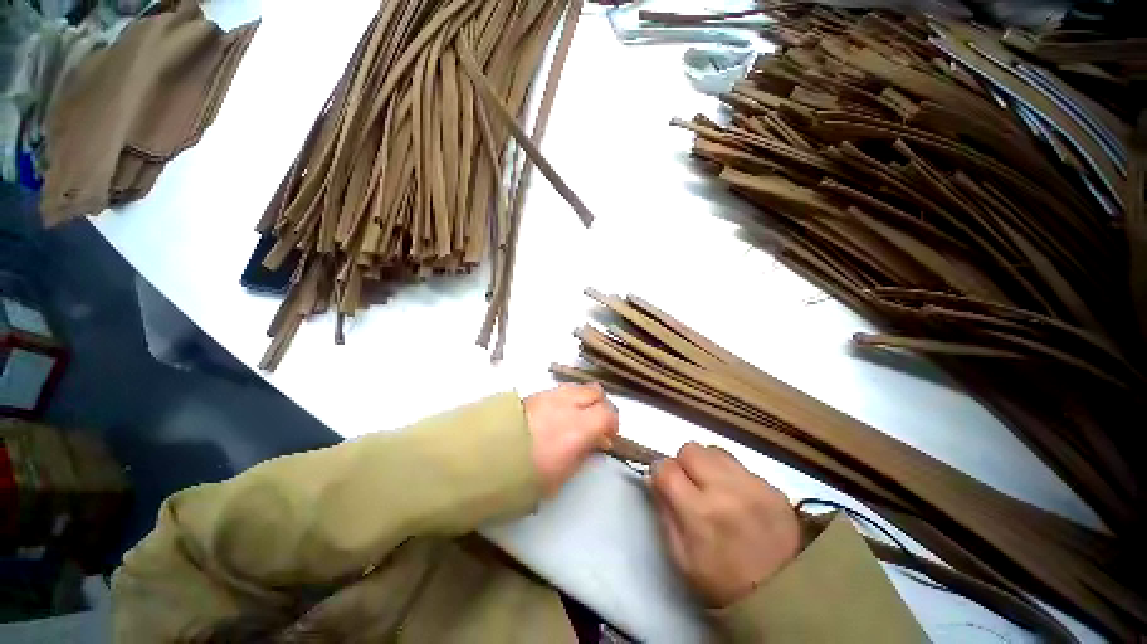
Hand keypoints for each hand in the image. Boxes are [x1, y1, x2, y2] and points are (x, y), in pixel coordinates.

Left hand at [525, 383, 618, 494]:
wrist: (488, 457)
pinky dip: (566, 398)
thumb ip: (584, 454)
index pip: (608, 413)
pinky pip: (560, 389)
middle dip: (600, 405)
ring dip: (583, 399)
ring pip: (578, 387)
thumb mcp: (562, 474)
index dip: (612, 424)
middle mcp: (568, 404)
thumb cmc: (528, 474)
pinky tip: (556, 414)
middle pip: (595, 391)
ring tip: (575, 417)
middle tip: (595, 423)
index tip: (607, 438)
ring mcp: (550, 395)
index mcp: (579, 426)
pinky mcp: (535, 393)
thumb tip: (595, 443)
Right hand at [651, 442, 800, 607]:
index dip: (660, 473)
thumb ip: (664, 512)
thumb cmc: (723, 582)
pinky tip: (738, 496)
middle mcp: (725, 489)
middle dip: (684, 463)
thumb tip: (653, 479)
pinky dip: (732, 475)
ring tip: (714, 486)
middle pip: (690, 449)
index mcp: (699, 512)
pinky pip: (741, 465)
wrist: (785, 597)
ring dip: (707, 464)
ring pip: (715, 450)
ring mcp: (753, 485)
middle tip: (691, 484)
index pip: (665, 468)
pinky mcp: (773, 487)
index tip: (664, 483)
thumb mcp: (681, 558)